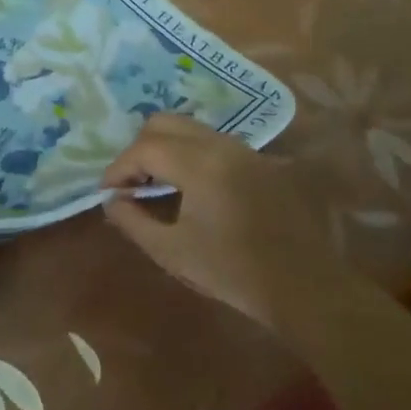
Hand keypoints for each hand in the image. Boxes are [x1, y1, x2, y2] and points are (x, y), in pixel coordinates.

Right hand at [102, 113, 336, 334]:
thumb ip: (133, 221)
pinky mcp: (259, 160)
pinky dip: (189, 152)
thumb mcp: (172, 251)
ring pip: (190, 128)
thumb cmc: (233, 271)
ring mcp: (244, 149)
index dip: (118, 168)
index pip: (144, 148)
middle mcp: (221, 144)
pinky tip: (188, 186)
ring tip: (155, 184)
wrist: (303, 286)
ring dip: (165, 148)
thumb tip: (111, 201)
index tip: (107, 193)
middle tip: (130, 183)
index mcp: (199, 164)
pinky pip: (212, 141)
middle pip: (164, 123)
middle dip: (139, 149)